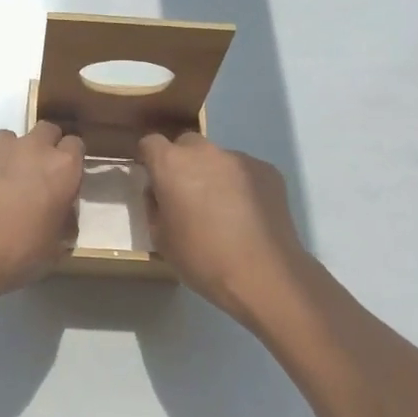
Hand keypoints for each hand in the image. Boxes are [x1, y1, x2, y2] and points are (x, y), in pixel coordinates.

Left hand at [0, 122, 84, 312]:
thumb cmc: (13, 255)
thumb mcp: (54, 248)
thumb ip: (64, 219)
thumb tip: (61, 210)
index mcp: (62, 168)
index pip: (75, 145)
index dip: (67, 162)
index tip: (59, 180)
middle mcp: (32, 145)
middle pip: (45, 131)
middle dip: (41, 150)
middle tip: (29, 179)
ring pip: (7, 139)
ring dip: (5, 156)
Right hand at [137, 132, 308, 320]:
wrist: (262, 274)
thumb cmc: (201, 258)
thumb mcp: (161, 238)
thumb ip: (154, 206)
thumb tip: (160, 193)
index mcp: (172, 164)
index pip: (151, 143)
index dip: (149, 158)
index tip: (153, 178)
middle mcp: (205, 152)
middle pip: (187, 144)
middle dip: (182, 163)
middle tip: (187, 195)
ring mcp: (240, 158)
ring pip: (218, 159)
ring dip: (214, 174)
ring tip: (223, 209)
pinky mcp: (268, 171)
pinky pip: (245, 171)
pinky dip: (241, 185)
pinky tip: (247, 214)